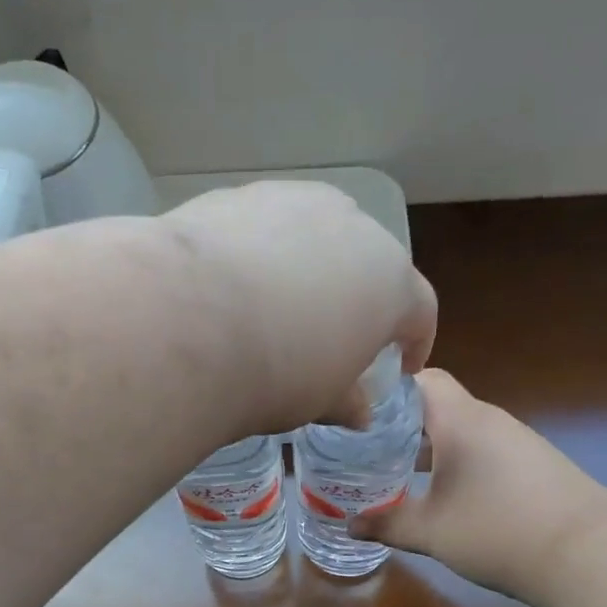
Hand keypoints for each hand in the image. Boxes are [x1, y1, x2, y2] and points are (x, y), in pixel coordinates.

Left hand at [161, 181, 435, 431]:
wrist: (186, 321)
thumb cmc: (276, 372)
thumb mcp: (319, 400)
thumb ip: (347, 401)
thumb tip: (359, 412)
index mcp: (390, 280)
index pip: (420, 310)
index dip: (416, 341)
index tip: (403, 365)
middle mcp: (353, 226)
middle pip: (369, 264)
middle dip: (358, 299)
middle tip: (334, 337)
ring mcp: (294, 200)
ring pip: (315, 236)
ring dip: (308, 270)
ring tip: (278, 308)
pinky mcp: (238, 194)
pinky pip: (264, 229)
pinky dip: (260, 255)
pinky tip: (231, 287)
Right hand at [351, 370, 606, 605]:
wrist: (588, 552)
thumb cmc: (497, 530)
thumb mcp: (431, 532)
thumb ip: (387, 523)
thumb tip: (350, 525)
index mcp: (460, 420)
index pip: (420, 379)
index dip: (387, 390)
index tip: (358, 412)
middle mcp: (489, 420)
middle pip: (437, 405)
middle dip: (400, 425)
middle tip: (365, 448)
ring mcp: (515, 441)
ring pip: (461, 430)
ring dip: (430, 446)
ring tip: (397, 472)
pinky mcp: (533, 464)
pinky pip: (482, 450)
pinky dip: (457, 462)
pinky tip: (444, 494)